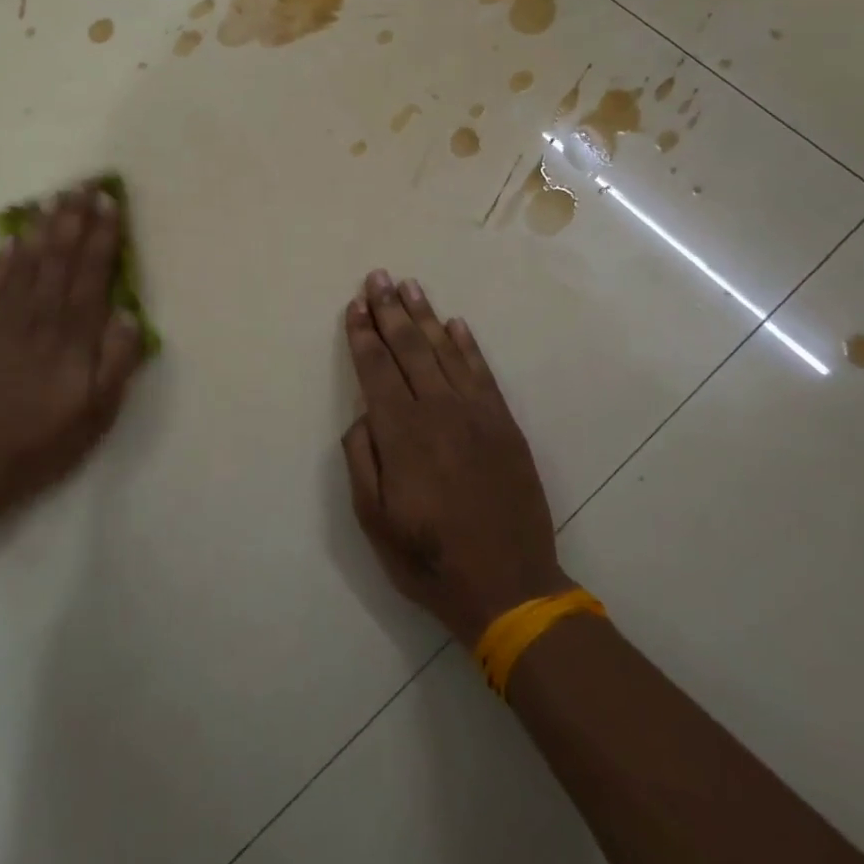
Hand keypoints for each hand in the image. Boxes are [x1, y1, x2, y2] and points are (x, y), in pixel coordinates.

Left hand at [0, 186, 145, 526]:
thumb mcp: (97, 413)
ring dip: (42, 229)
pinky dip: (4, 260)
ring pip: (27, 264)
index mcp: (73, 336)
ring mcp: (5, 321)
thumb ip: (117, 363)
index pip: (92, 274)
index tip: (109, 203)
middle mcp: (40, 318)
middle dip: (74, 219)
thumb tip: (130, 315)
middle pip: (60, 258)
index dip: (103, 237)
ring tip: (53, 199)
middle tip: (84, 185)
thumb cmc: (44, 441)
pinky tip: (12, 240)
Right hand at [341, 271, 571, 647]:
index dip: (363, 335)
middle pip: (409, 348)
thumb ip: (362, 459)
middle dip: (390, 311)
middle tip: (377, 278)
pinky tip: (455, 324)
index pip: (376, 370)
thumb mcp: (373, 519)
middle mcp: (438, 411)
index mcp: (401, 433)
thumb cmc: (428, 557)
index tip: (355, 305)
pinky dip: (467, 345)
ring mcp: (477, 414)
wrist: (508, 585)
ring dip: (425, 316)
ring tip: (409, 286)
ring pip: (445, 351)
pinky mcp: (504, 424)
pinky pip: (482, 372)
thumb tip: (363, 414)